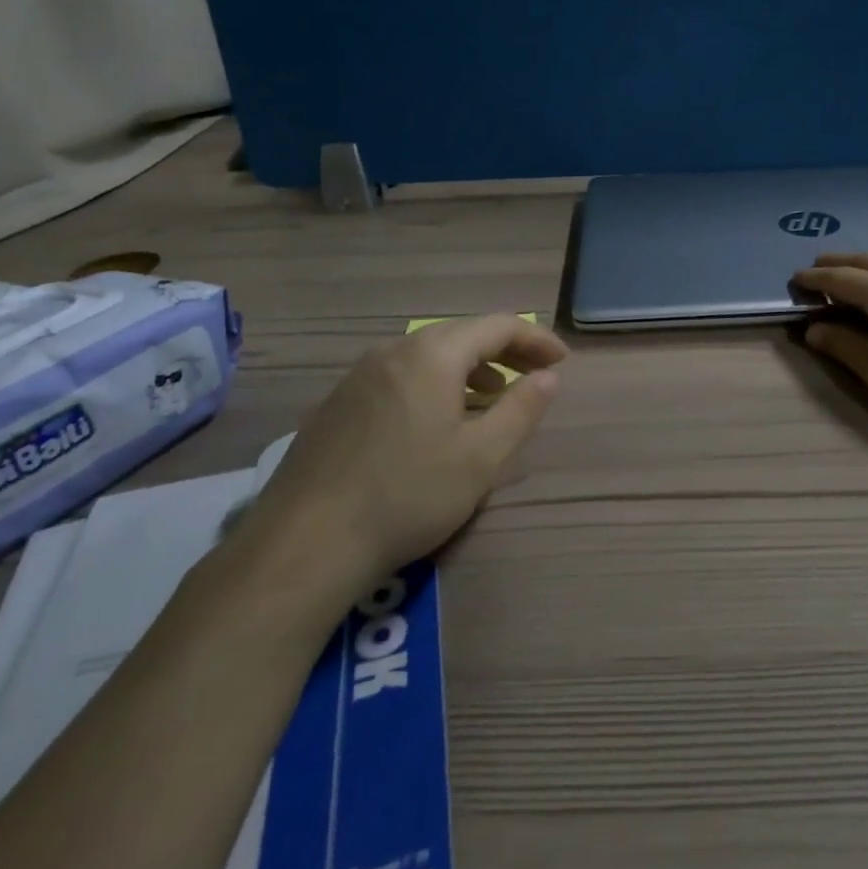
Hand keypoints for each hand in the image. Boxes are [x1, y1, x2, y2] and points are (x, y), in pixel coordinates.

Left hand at [235, 314, 567, 602]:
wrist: (304, 543)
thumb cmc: (407, 495)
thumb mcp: (481, 459)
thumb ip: (521, 410)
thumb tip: (548, 377)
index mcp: (432, 354)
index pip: (497, 326)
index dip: (536, 339)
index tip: (562, 361)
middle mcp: (394, 350)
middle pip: (461, 334)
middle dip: (505, 350)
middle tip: (534, 376)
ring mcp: (359, 375)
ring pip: (427, 355)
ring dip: (468, 368)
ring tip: (490, 397)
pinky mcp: (337, 403)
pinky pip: (400, 376)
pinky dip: (433, 384)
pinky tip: (435, 421)